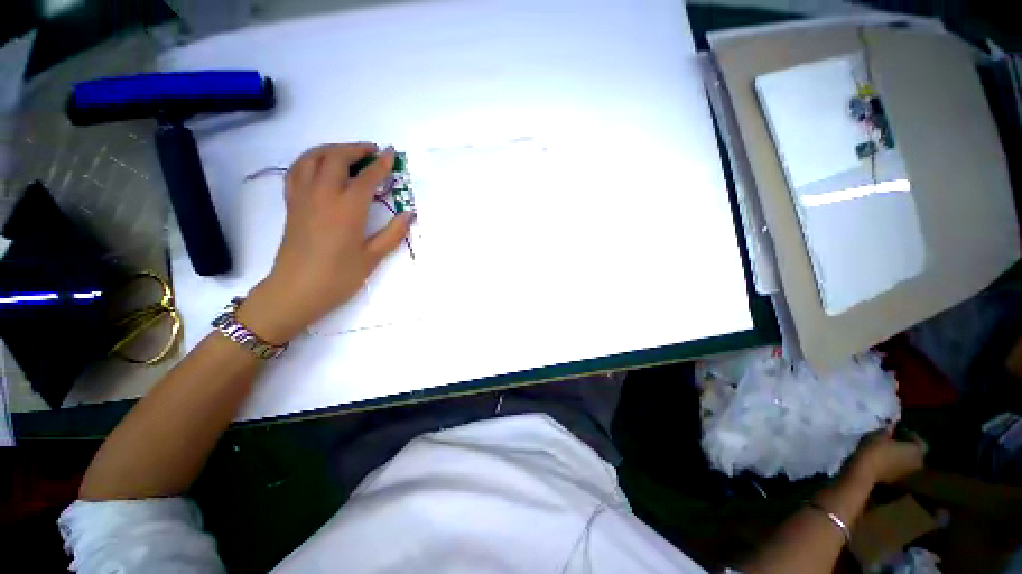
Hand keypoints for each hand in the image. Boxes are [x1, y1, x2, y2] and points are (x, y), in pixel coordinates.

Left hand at [238, 143, 412, 342]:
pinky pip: (298, 170)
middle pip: (336, 158)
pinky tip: (321, 166)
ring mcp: (303, 197)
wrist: (295, 291)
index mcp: (347, 209)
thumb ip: (393, 233)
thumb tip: (409, 214)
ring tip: (349, 153)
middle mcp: (322, 195)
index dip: (381, 163)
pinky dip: (311, 160)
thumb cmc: (338, 277)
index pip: (366, 177)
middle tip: (373, 151)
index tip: (392, 153)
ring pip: (312, 158)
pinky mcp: (292, 204)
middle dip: (356, 149)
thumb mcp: (372, 258)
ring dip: (332, 149)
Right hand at [848, 426, 925, 484]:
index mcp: (917, 451)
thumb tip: (892, 427)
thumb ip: (889, 430)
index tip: (897, 430)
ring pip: (907, 463)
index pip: (919, 440)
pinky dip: (894, 466)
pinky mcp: (899, 482)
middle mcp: (918, 463)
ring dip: (900, 458)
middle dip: (905, 448)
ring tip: (886, 452)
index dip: (909, 435)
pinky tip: (883, 463)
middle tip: (892, 442)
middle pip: (914, 453)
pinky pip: (900, 471)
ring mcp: (909, 475)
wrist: (864, 473)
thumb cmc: (875, 450)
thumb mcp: (879, 434)